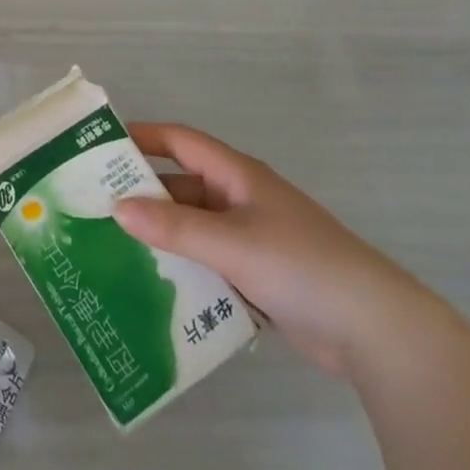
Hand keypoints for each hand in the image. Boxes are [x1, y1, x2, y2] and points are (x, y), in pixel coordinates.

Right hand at [112, 123, 444, 377]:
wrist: (377, 332)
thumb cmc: (302, 268)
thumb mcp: (232, 243)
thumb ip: (173, 227)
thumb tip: (115, 208)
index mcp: (237, 176)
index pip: (179, 141)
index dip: (141, 137)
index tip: (97, 147)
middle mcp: (240, 199)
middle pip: (180, 186)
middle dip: (140, 194)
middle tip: (92, 208)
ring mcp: (250, 238)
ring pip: (191, 227)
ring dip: (158, 235)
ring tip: (111, 249)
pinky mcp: (257, 275)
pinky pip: (206, 261)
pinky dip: (181, 267)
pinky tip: (152, 285)